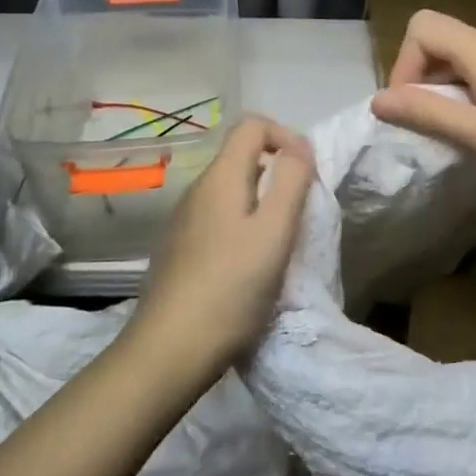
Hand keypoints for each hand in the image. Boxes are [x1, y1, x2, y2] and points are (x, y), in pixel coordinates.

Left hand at [127, 116, 315, 379]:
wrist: (169, 351)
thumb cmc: (231, 288)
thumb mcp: (274, 232)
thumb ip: (291, 182)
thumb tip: (299, 146)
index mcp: (220, 177)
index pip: (253, 124)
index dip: (287, 136)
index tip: (307, 174)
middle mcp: (197, 189)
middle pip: (243, 156)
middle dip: (279, 172)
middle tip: (300, 213)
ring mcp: (184, 220)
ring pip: (232, 189)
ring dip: (263, 202)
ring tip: (280, 242)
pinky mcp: (180, 248)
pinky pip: (219, 217)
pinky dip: (243, 225)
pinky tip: (250, 265)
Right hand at [370, 10, 475, 209]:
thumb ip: (428, 114)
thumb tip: (378, 99)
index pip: (424, 27)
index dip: (405, 64)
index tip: (412, 109)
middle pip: (445, 41)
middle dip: (424, 79)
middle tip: (433, 127)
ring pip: (470, 59)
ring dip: (452, 91)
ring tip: (464, 135)